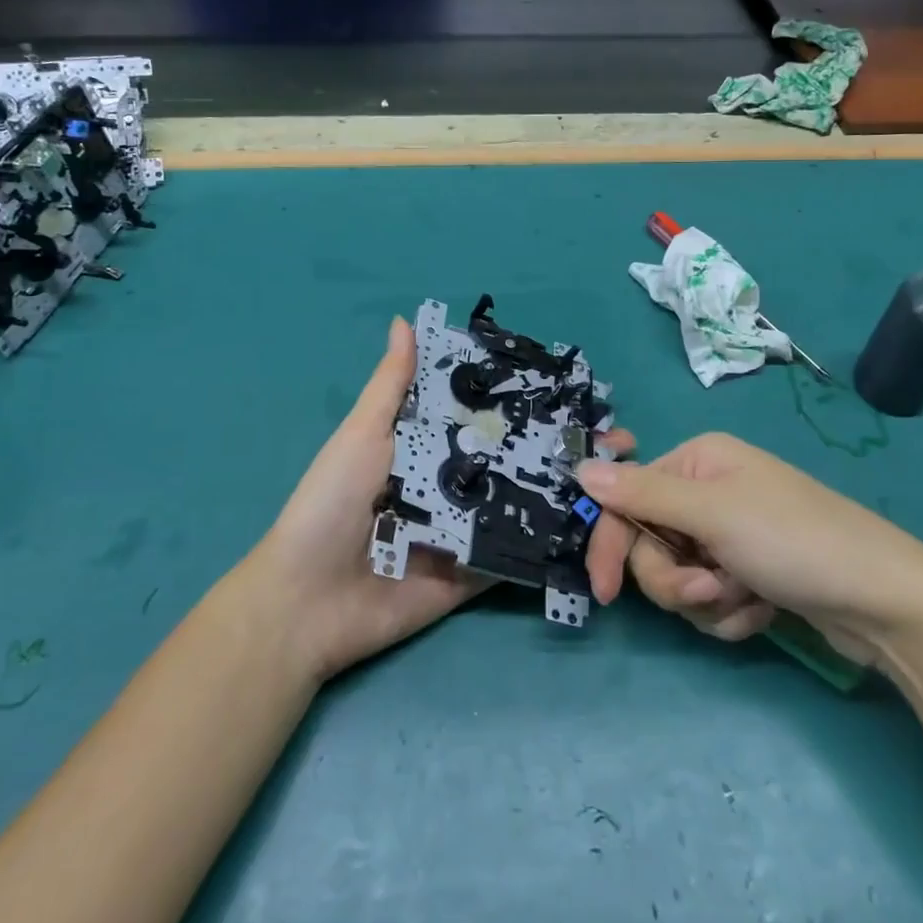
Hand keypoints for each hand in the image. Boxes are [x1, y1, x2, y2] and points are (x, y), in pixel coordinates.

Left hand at [246, 318, 634, 683]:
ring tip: (616, 472)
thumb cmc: (331, 504)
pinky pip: (515, 553)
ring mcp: (466, 530)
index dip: (523, 401)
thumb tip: (404, 319)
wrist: (306, 602)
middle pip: (512, 458)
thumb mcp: (361, 435)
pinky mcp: (473, 574)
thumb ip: (392, 385)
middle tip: (614, 434)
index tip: (573, 386)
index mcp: (426, 446)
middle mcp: (452, 483)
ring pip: (523, 503)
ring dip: (566, 489)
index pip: (483, 415)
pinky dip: (549, 540)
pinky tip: (595, 523)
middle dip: (559, 444)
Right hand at [579, 432, 922, 665]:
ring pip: (678, 578)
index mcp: (697, 462)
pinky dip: (730, 613)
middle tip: (708, 591)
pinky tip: (763, 611)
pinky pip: (709, 600)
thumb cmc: (794, 541)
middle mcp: (708, 492)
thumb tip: (580, 468)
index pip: (627, 499)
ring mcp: (730, 535)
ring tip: (746, 601)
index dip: (611, 544)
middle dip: (676, 579)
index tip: (604, 593)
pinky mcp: (749, 574)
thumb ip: (641, 493)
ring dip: (706, 600)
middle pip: (651, 544)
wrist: (886, 603)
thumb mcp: (712, 513)